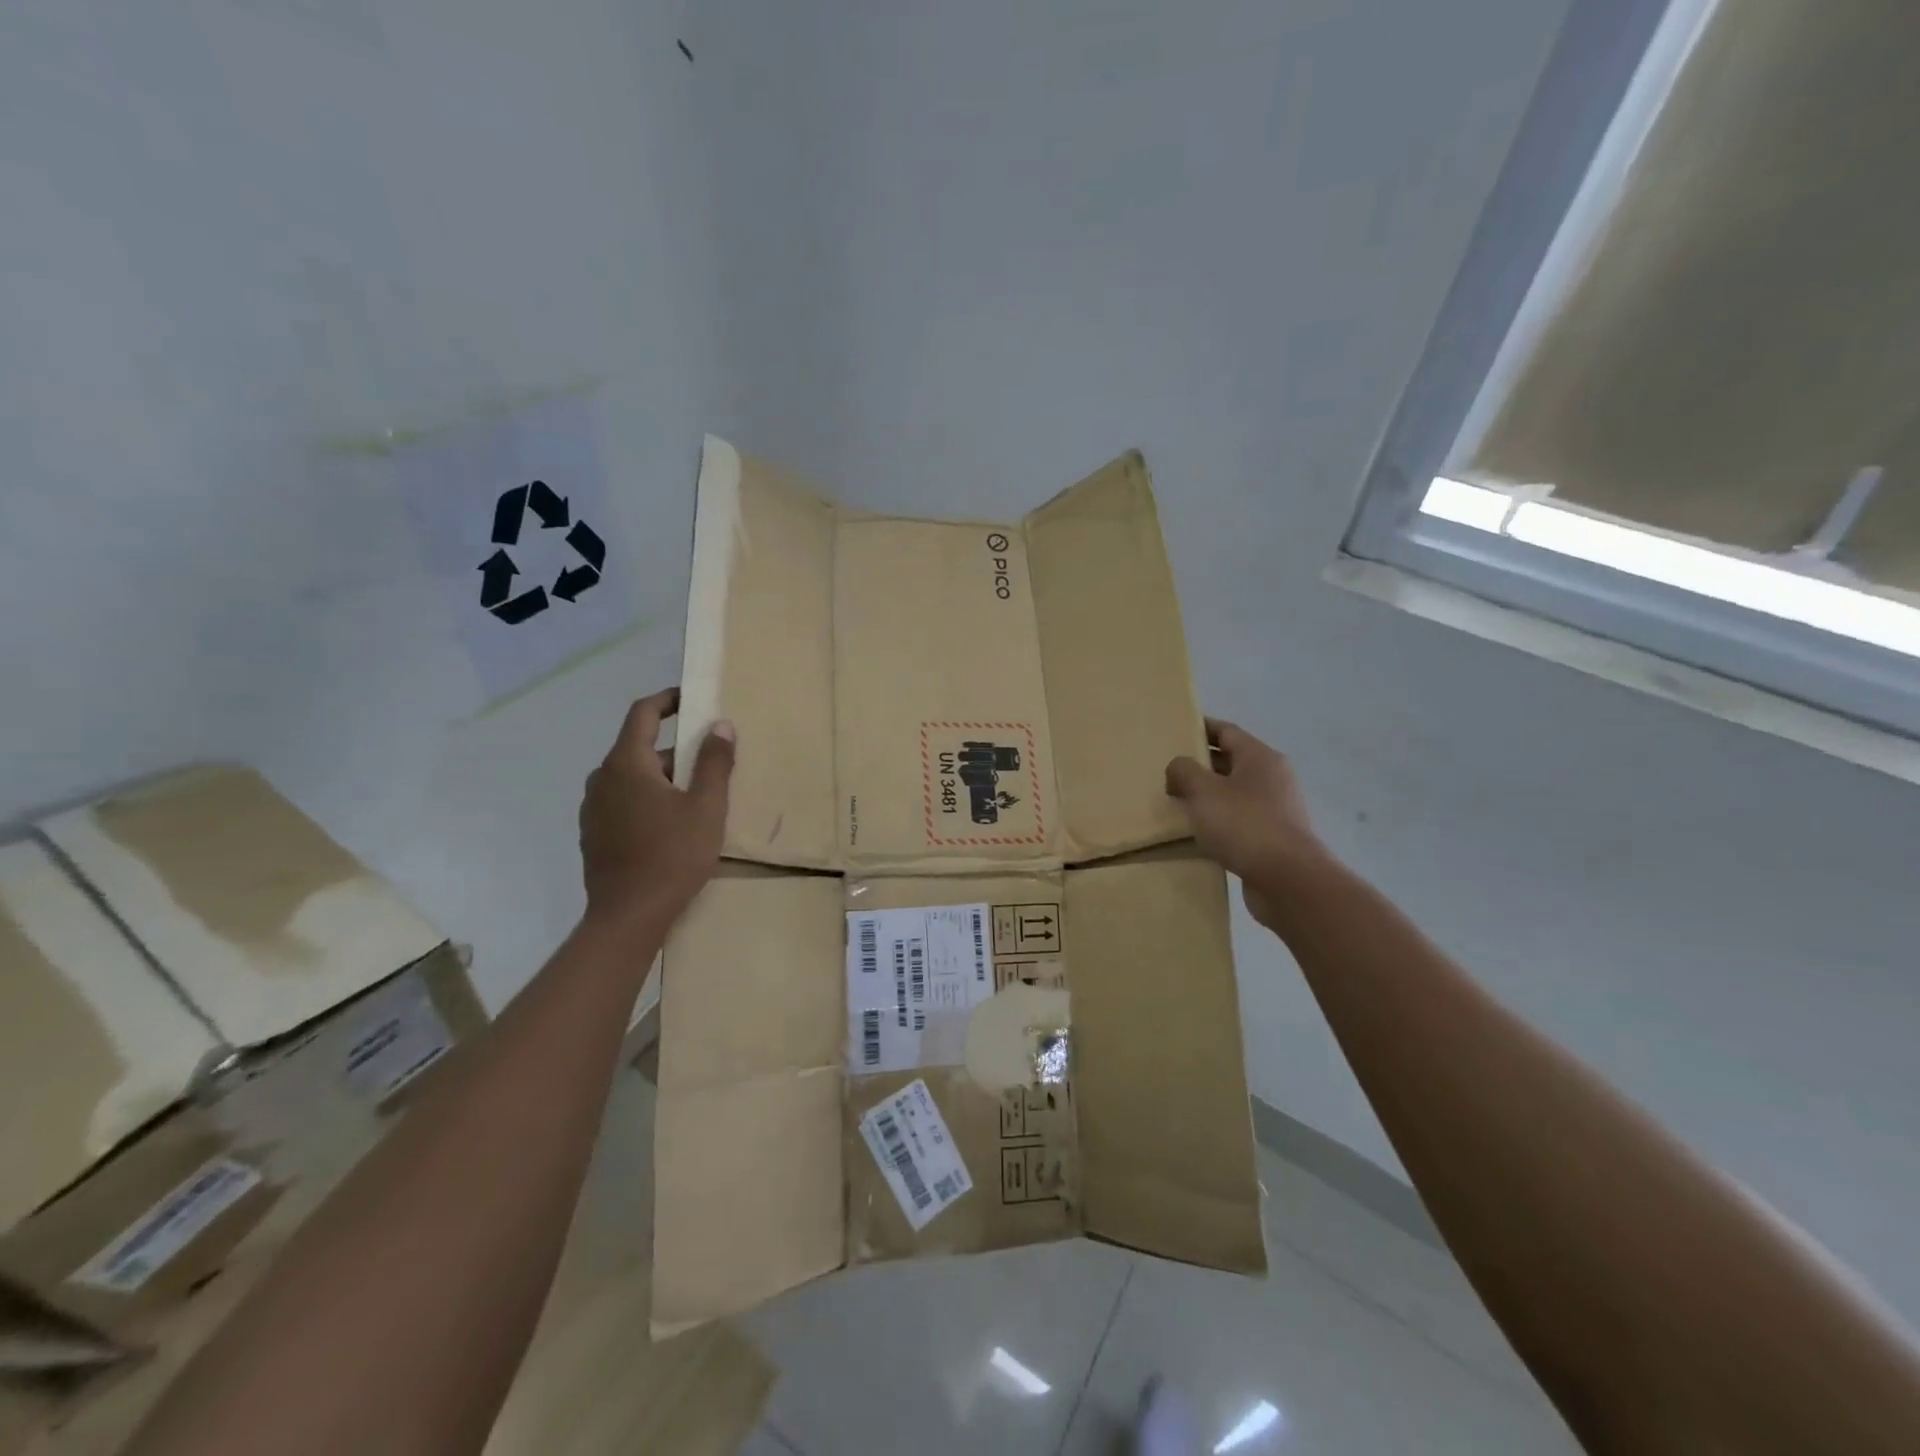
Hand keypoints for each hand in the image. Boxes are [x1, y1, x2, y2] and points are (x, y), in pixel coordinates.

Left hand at [579, 688, 734, 926]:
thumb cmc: (672, 855)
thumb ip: (715, 762)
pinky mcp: (593, 834)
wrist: (628, 916)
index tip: (691, 699)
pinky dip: (647, 799)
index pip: (642, 714)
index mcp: (626, 764)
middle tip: (710, 761)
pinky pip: (623, 801)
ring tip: (696, 796)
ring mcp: (593, 808)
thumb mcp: (706, 806)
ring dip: (662, 776)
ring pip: (631, 777)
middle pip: (639, 748)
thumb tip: (721, 725)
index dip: (667, 700)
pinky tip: (671, 824)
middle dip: (675, 748)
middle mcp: (602, 778)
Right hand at [1165, 718, 1326, 927]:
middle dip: (1201, 764)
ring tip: (1179, 802)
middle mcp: (1273, 777)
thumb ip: (1183, 771)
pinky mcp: (1274, 837)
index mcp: (1260, 757)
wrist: (1288, 880)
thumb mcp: (1202, 791)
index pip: (1226, 731)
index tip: (1175, 732)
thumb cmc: (1244, 825)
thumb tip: (1178, 768)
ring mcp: (1277, 808)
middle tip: (1169, 771)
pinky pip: (1240, 819)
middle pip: (1232, 761)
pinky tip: (1199, 833)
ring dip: (1209, 795)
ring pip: (1235, 792)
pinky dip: (1220, 820)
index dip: (1200, 728)